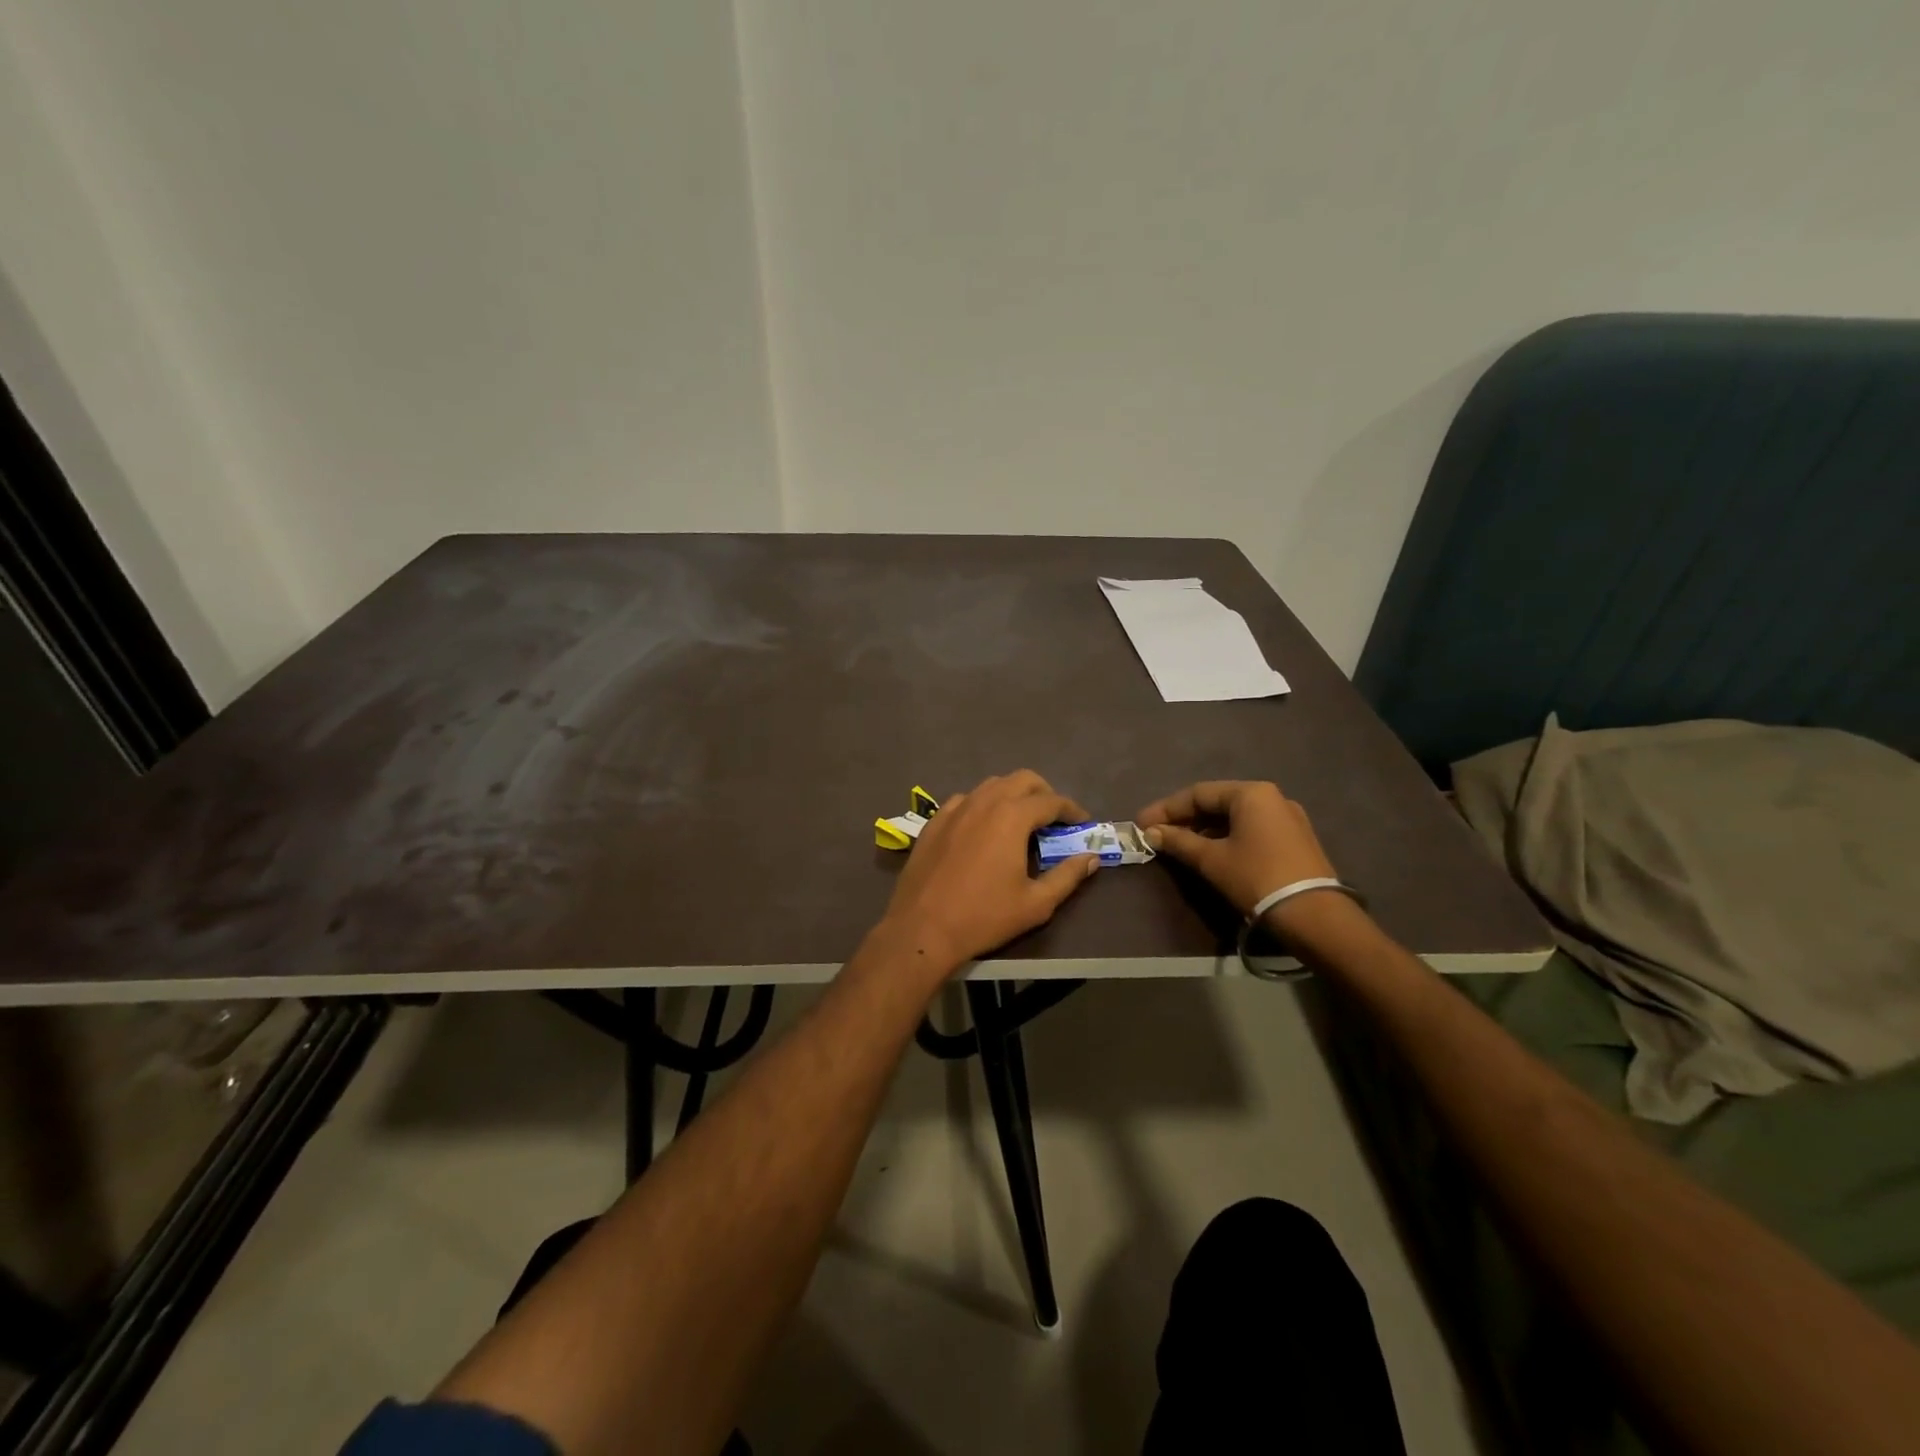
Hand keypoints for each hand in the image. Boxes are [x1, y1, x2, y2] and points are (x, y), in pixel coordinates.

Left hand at [880, 771, 1099, 970]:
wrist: (922, 928)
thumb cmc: (984, 916)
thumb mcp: (1036, 903)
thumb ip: (1067, 876)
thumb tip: (1090, 857)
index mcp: (1012, 816)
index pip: (1051, 801)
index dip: (1072, 810)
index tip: (1083, 823)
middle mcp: (984, 802)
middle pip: (1022, 779)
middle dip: (1044, 793)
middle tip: (1054, 819)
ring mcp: (955, 808)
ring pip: (992, 785)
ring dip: (1013, 795)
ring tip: (1021, 822)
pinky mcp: (934, 821)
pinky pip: (966, 800)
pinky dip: (984, 805)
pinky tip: (984, 829)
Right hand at [1135, 780, 1337, 916]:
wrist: (1314, 916)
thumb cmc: (1256, 878)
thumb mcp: (1211, 859)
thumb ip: (1178, 842)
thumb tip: (1151, 833)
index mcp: (1251, 793)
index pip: (1198, 793)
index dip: (1165, 809)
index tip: (1141, 825)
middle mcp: (1272, 798)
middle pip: (1217, 802)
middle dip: (1184, 819)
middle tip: (1157, 835)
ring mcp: (1287, 819)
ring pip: (1234, 818)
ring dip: (1204, 830)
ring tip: (1178, 846)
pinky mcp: (1295, 840)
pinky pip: (1251, 830)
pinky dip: (1225, 838)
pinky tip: (1209, 853)